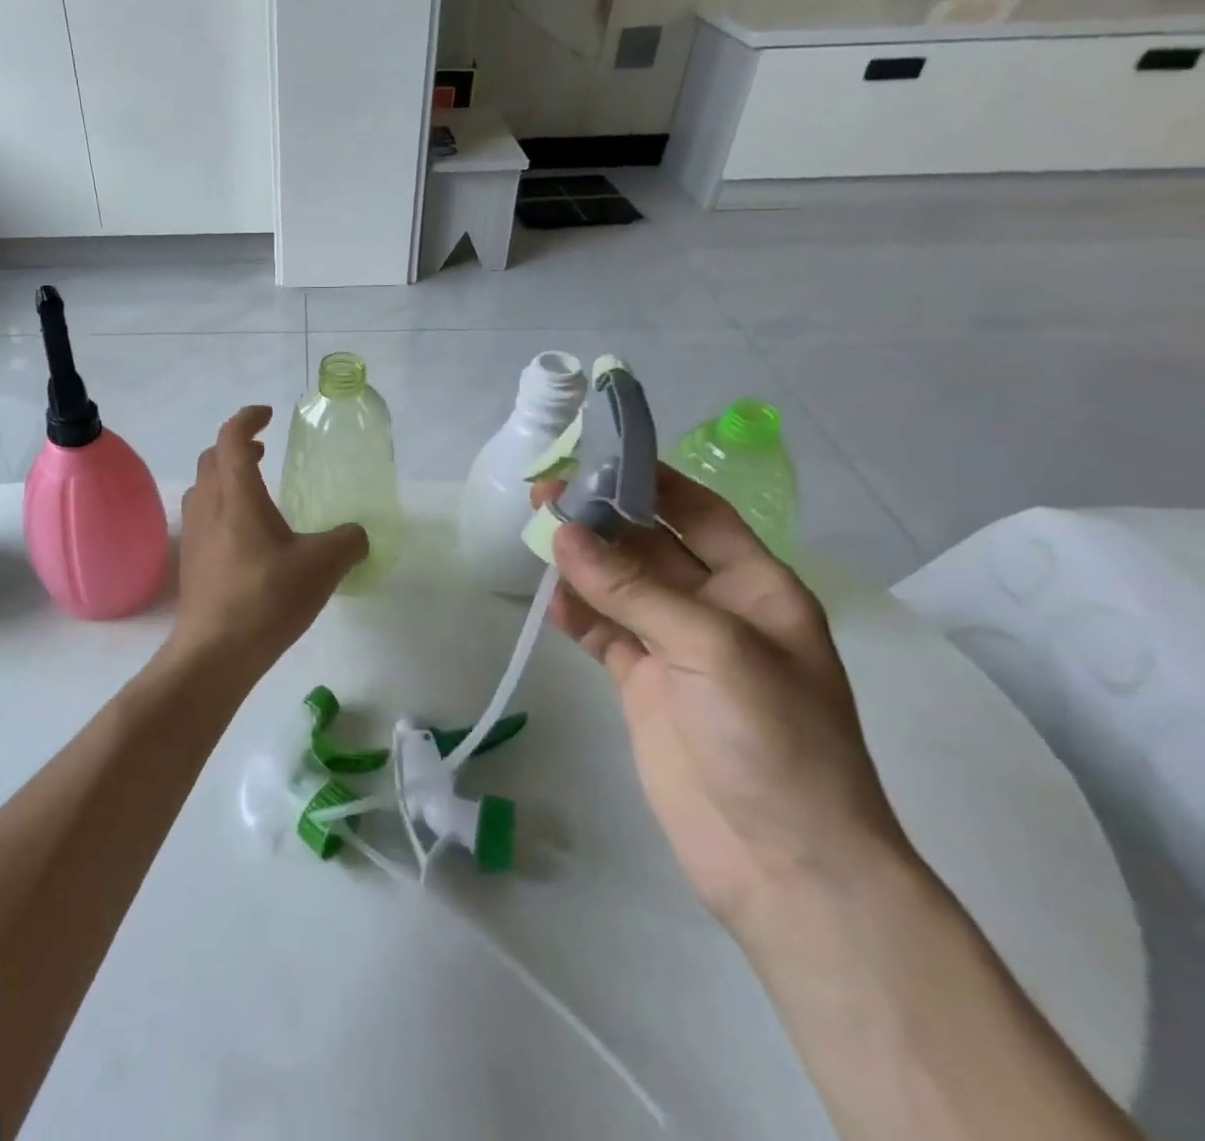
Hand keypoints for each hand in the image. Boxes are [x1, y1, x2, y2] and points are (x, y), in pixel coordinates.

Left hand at [171, 407, 368, 676]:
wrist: (214, 652)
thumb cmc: (266, 598)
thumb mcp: (322, 567)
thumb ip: (348, 542)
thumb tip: (359, 534)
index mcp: (236, 494)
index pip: (232, 438)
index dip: (248, 419)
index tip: (267, 416)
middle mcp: (208, 506)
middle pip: (212, 459)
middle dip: (235, 446)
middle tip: (264, 451)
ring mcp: (194, 534)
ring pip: (203, 488)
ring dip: (225, 476)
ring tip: (254, 489)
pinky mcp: (191, 561)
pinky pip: (203, 517)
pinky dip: (221, 507)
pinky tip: (245, 535)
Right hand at [535, 466, 914, 941]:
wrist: (782, 862)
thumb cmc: (773, 739)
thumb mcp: (711, 648)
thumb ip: (633, 589)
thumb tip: (563, 531)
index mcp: (756, 589)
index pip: (699, 514)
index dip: (653, 482)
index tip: (597, 456)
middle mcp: (714, 609)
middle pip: (649, 546)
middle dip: (602, 518)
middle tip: (544, 492)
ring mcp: (674, 647)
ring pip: (618, 586)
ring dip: (581, 561)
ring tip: (534, 533)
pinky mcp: (642, 683)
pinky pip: (603, 632)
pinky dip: (576, 614)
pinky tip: (551, 601)